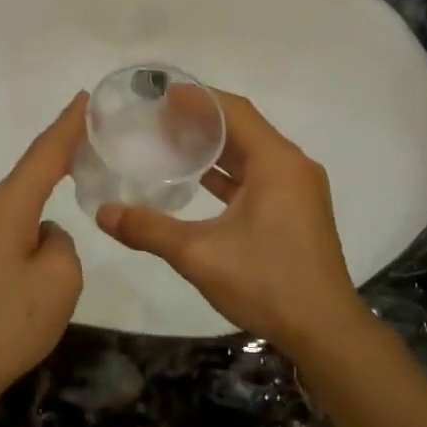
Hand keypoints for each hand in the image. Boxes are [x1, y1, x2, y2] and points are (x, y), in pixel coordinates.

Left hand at [0, 94, 87, 404]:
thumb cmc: (7, 323)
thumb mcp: (59, 280)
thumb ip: (62, 244)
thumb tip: (44, 237)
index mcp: (5, 208)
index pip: (44, 154)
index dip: (67, 125)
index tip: (84, 96)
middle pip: (28, 179)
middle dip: (59, 163)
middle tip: (92, 149)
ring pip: (18, 210)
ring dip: (44, 207)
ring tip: (70, 216)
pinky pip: (6, 232)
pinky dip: (29, 231)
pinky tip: (41, 259)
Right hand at [96, 93, 368, 357]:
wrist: (324, 331)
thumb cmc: (266, 283)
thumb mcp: (199, 254)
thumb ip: (149, 229)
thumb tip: (103, 213)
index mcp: (277, 163)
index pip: (234, 112)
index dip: (198, 99)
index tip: (161, 95)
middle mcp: (292, 167)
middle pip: (244, 128)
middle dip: (202, 121)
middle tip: (158, 119)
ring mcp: (298, 190)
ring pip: (251, 154)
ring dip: (215, 148)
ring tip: (171, 142)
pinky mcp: (296, 211)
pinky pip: (259, 177)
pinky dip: (229, 173)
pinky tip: (197, 179)